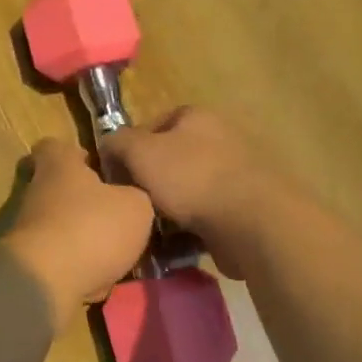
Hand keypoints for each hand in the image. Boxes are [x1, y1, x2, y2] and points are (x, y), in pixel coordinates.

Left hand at [4, 138, 154, 324]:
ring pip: (61, 226)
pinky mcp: (29, 262)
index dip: (74, 152)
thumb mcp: (135, 206)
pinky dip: (77, 267)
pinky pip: (59, 259)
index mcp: (58, 166)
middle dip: (86, 201)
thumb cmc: (92, 228)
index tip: (94, 164)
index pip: (54, 146)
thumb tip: (130, 197)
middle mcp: (37, 191)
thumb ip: (135, 195)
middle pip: (59, 188)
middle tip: (117, 214)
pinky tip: (100, 281)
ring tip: (116, 253)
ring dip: (84, 237)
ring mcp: (28, 228)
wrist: (46, 282)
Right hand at [101, 108, 280, 279]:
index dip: (131, 147)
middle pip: (172, 158)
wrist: (253, 222)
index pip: (154, 124)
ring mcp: (237, 173)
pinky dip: (192, 228)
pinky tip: (177, 244)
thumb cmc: (191, 178)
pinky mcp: (247, 207)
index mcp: (196, 117)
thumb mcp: (139, 152)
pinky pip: (208, 215)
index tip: (117, 173)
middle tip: (133, 202)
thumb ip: (118, 142)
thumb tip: (108, 144)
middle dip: (151, 181)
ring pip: (189, 189)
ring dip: (170, 208)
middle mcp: (220, 138)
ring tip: (152, 229)